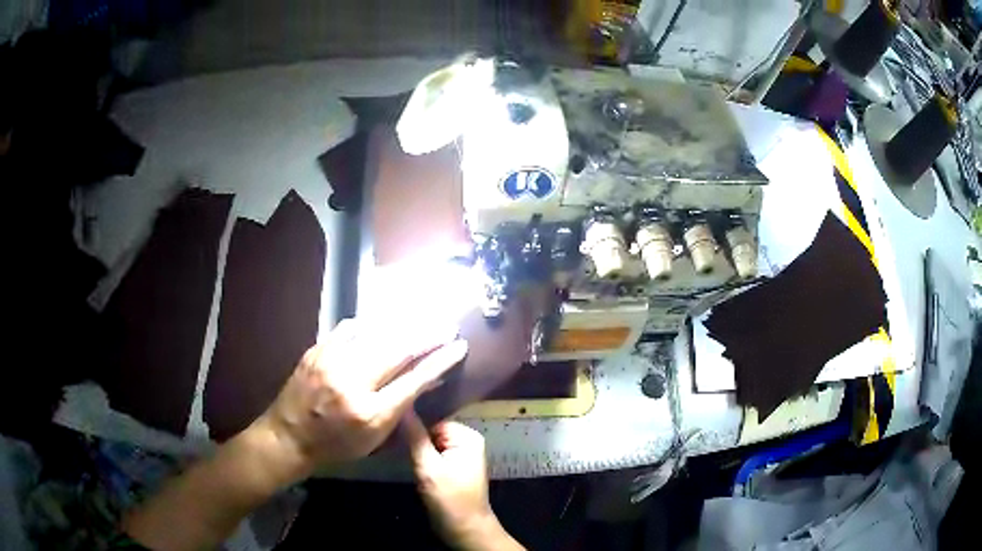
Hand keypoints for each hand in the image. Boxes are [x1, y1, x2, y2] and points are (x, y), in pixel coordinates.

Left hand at [254, 318, 468, 483]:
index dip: (440, 360)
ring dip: (402, 326)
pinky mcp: (316, 352)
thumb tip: (426, 380)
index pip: (414, 380)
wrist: (288, 436)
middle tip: (447, 324)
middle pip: (398, 350)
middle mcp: (352, 383)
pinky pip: (347, 330)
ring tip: (421, 318)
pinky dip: (367, 327)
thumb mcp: (374, 438)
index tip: (459, 346)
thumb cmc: (336, 446)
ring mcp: (331, 363)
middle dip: (428, 335)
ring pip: (375, 335)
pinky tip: (377, 326)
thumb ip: (401, 408)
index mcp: (371, 413)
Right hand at [405, 413, 521, 549]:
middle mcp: (466, 441)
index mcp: (466, 436)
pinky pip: (432, 455)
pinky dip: (420, 460)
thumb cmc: (450, 499)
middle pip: (430, 431)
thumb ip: (414, 437)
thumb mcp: (429, 467)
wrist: (465, 530)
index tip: (392, 435)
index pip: (431, 419)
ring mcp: (460, 455)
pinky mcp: (452, 468)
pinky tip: (408, 464)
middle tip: (394, 449)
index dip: (412, 427)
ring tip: (397, 455)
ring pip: (429, 444)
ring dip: (415, 451)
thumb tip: (402, 406)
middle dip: (414, 441)